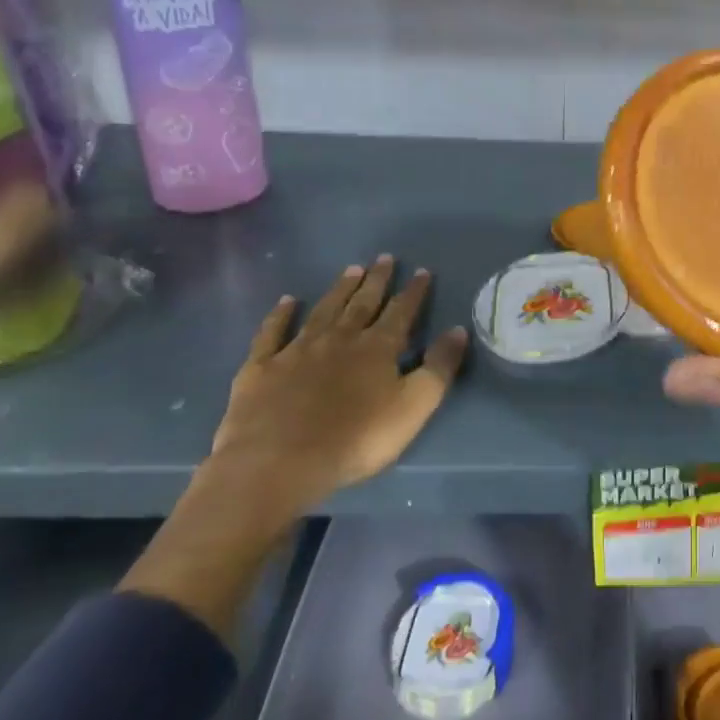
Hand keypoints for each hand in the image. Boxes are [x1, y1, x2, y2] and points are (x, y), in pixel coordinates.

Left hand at [207, 256, 468, 525]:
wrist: (278, 462)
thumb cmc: (356, 438)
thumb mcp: (414, 406)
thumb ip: (439, 367)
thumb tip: (459, 329)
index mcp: (378, 348)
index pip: (401, 312)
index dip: (414, 292)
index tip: (422, 271)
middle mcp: (340, 339)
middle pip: (362, 304)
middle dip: (377, 281)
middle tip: (384, 258)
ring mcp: (297, 351)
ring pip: (323, 311)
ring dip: (339, 290)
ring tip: (352, 269)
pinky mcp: (261, 368)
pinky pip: (272, 333)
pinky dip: (280, 315)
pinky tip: (286, 302)